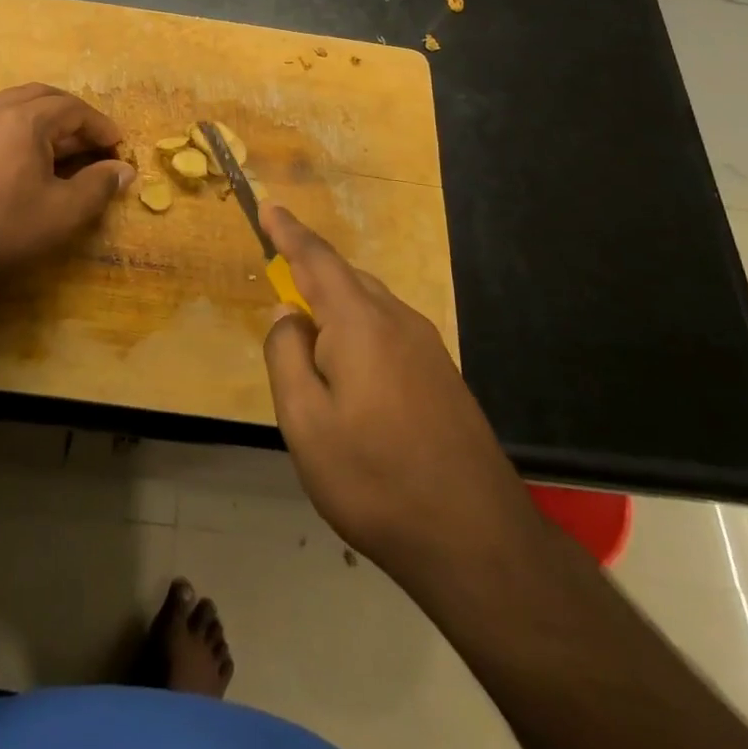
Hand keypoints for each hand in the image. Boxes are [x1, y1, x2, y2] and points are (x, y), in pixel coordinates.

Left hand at [0, 84, 135, 287]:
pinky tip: (28, 160)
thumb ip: (100, 184)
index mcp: (22, 119)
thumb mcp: (66, 211)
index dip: (100, 125)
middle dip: (72, 114)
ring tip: (64, 148)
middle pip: (41, 96)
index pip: (71, 108)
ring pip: (14, 106)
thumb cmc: (8, 230)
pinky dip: (19, 129)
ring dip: (44, 119)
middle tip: (93, 140)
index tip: (118, 146)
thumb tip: (125, 171)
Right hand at [260, 205, 544, 582]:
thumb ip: (286, 356)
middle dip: (310, 277)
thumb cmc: (375, 479)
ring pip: (369, 307)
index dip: (289, 232)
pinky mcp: (442, 375)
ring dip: (335, 312)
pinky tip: (353, 379)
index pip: (317, 259)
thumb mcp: (304, 422)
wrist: (478, 542)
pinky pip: (388, 332)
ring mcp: (427, 347)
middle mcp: (397, 321)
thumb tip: (288, 315)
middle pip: (345, 280)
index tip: (269, 206)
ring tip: (313, 350)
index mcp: (360, 322)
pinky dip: (359, 335)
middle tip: (282, 301)